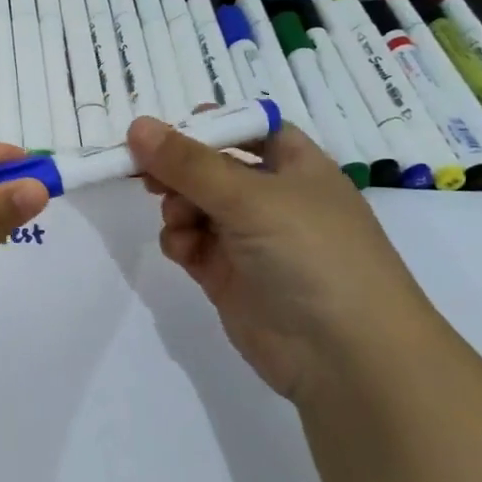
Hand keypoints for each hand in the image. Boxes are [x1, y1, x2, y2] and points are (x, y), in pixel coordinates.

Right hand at [128, 115, 443, 401]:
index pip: (247, 128)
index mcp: (295, 165)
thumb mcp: (251, 197)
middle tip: (147, 173)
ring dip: (177, 206)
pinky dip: (180, 240)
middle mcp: (271, 197)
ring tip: (179, 220)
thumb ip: (188, 163)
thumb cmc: (311, 254)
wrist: (344, 355)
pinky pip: (189, 242)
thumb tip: (137, 125)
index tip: (165, 131)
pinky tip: (185, 251)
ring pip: (193, 204)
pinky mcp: (226, 274)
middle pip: (210, 166)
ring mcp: (248, 238)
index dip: (208, 125)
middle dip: (178, 168)